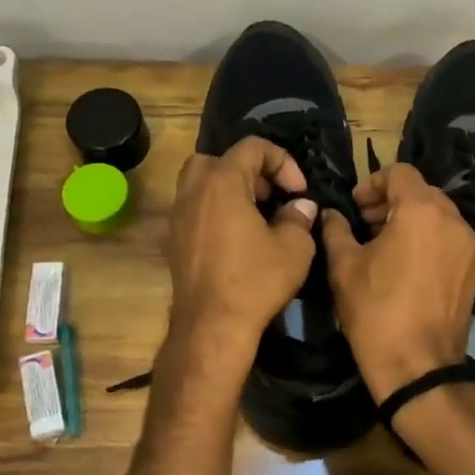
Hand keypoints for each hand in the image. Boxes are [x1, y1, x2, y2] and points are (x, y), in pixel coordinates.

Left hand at [165, 136, 318, 354]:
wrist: (212, 326)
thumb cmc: (255, 281)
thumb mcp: (293, 248)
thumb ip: (299, 218)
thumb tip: (301, 206)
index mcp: (222, 183)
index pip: (252, 147)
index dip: (282, 161)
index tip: (298, 191)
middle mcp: (193, 192)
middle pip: (218, 160)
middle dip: (249, 171)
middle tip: (271, 195)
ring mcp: (178, 217)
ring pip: (200, 184)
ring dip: (229, 190)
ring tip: (255, 214)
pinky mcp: (174, 242)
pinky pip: (194, 210)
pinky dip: (215, 212)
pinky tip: (237, 238)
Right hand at [322, 163, 474, 400]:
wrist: (418, 366)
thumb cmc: (375, 310)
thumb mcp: (344, 266)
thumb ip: (336, 229)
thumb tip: (331, 214)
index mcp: (422, 210)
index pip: (400, 172)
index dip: (373, 182)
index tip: (355, 205)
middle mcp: (454, 220)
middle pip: (422, 193)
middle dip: (392, 202)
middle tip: (365, 224)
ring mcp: (470, 247)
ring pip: (439, 217)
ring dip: (411, 221)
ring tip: (385, 246)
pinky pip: (451, 242)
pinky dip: (429, 242)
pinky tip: (408, 267)